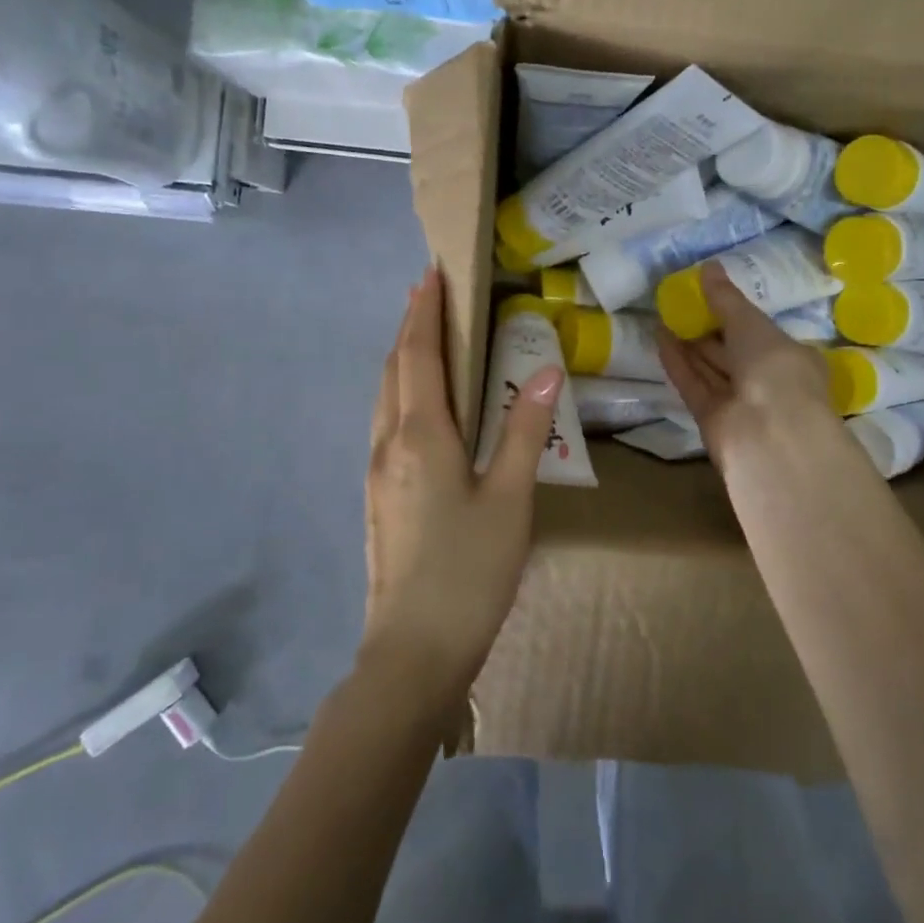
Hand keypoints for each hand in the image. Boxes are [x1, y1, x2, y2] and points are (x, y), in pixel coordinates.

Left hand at [362, 267, 563, 702]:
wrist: (412, 650)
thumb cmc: (469, 571)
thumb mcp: (510, 498)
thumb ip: (525, 430)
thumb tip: (546, 370)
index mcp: (420, 435)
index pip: (418, 354)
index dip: (424, 311)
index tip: (431, 273)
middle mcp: (389, 442)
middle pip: (394, 368)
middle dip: (410, 326)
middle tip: (430, 294)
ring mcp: (377, 471)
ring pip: (385, 395)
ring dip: (402, 358)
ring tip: (425, 337)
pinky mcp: (378, 495)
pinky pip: (386, 421)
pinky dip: (401, 391)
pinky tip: (420, 404)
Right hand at [657, 262, 833, 463]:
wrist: (768, 435)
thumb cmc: (774, 369)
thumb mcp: (752, 324)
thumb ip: (726, 298)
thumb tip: (708, 266)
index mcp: (790, 358)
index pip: (760, 332)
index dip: (735, 314)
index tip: (710, 294)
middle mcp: (766, 381)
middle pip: (732, 351)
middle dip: (708, 328)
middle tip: (681, 301)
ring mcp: (739, 402)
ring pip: (710, 367)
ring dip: (688, 343)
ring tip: (664, 313)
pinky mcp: (711, 417)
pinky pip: (693, 383)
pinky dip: (677, 362)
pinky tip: (659, 336)